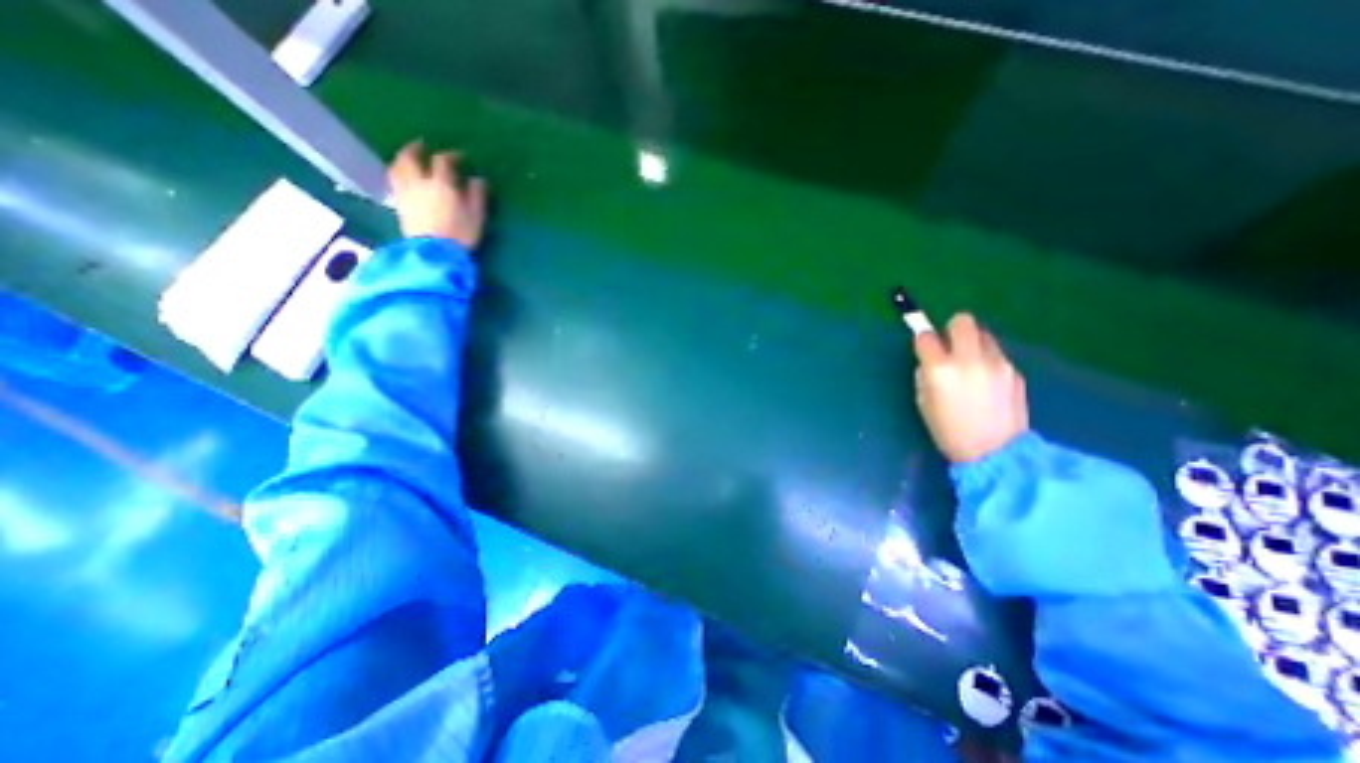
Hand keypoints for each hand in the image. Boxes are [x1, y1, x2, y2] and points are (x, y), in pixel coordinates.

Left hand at [387, 140, 487, 247]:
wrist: (435, 253)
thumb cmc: (460, 235)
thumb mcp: (477, 217)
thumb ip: (477, 195)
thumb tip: (478, 179)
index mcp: (442, 184)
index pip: (444, 161)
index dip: (451, 155)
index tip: (459, 156)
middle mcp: (420, 182)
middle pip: (411, 157)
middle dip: (416, 148)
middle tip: (421, 145)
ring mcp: (406, 192)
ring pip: (397, 167)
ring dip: (401, 158)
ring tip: (407, 158)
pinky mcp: (398, 204)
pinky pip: (394, 182)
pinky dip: (397, 174)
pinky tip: (402, 177)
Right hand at [913, 311, 1032, 463]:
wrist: (995, 453)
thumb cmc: (948, 431)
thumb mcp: (923, 402)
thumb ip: (925, 375)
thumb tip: (930, 360)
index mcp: (940, 369)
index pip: (926, 336)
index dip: (922, 340)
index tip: (924, 348)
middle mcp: (969, 359)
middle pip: (962, 321)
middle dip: (952, 329)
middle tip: (949, 346)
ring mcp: (997, 363)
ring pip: (984, 335)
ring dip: (972, 344)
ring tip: (970, 366)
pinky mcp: (1015, 372)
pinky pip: (997, 355)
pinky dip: (988, 361)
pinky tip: (987, 384)